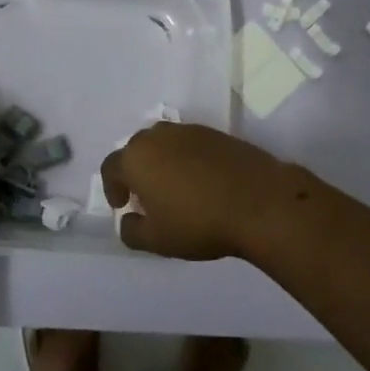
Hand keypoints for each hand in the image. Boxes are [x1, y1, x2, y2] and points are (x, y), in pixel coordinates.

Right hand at [100, 123, 289, 260]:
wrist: (259, 201)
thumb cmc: (199, 222)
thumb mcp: (157, 240)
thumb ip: (131, 231)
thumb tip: (128, 219)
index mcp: (136, 157)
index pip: (111, 167)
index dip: (112, 188)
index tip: (123, 206)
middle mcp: (158, 136)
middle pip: (137, 150)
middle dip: (136, 172)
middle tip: (147, 198)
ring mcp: (189, 130)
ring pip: (164, 144)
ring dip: (162, 163)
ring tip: (174, 189)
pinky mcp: (215, 132)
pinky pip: (189, 144)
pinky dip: (186, 159)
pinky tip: (200, 182)